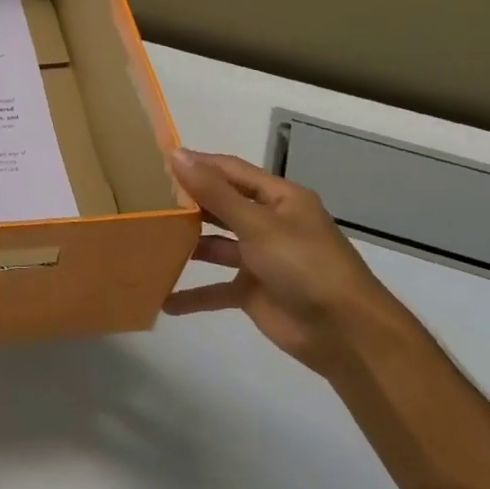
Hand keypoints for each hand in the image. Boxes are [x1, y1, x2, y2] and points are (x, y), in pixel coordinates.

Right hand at [164, 149, 415, 375]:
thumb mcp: (258, 224)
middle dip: (187, 204)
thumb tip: (176, 155)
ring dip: (186, 246)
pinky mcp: (253, 291)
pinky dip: (194, 294)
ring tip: (146, 241)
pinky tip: (164, 300)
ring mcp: (260, 259)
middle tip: (143, 199)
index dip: (197, 164)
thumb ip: (215, 193)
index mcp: (279, 199)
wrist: (346, 333)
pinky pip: (216, 289)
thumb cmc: (305, 266)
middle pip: (220, 206)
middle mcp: (269, 224)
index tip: (156, 162)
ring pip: (215, 246)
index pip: (230, 171)